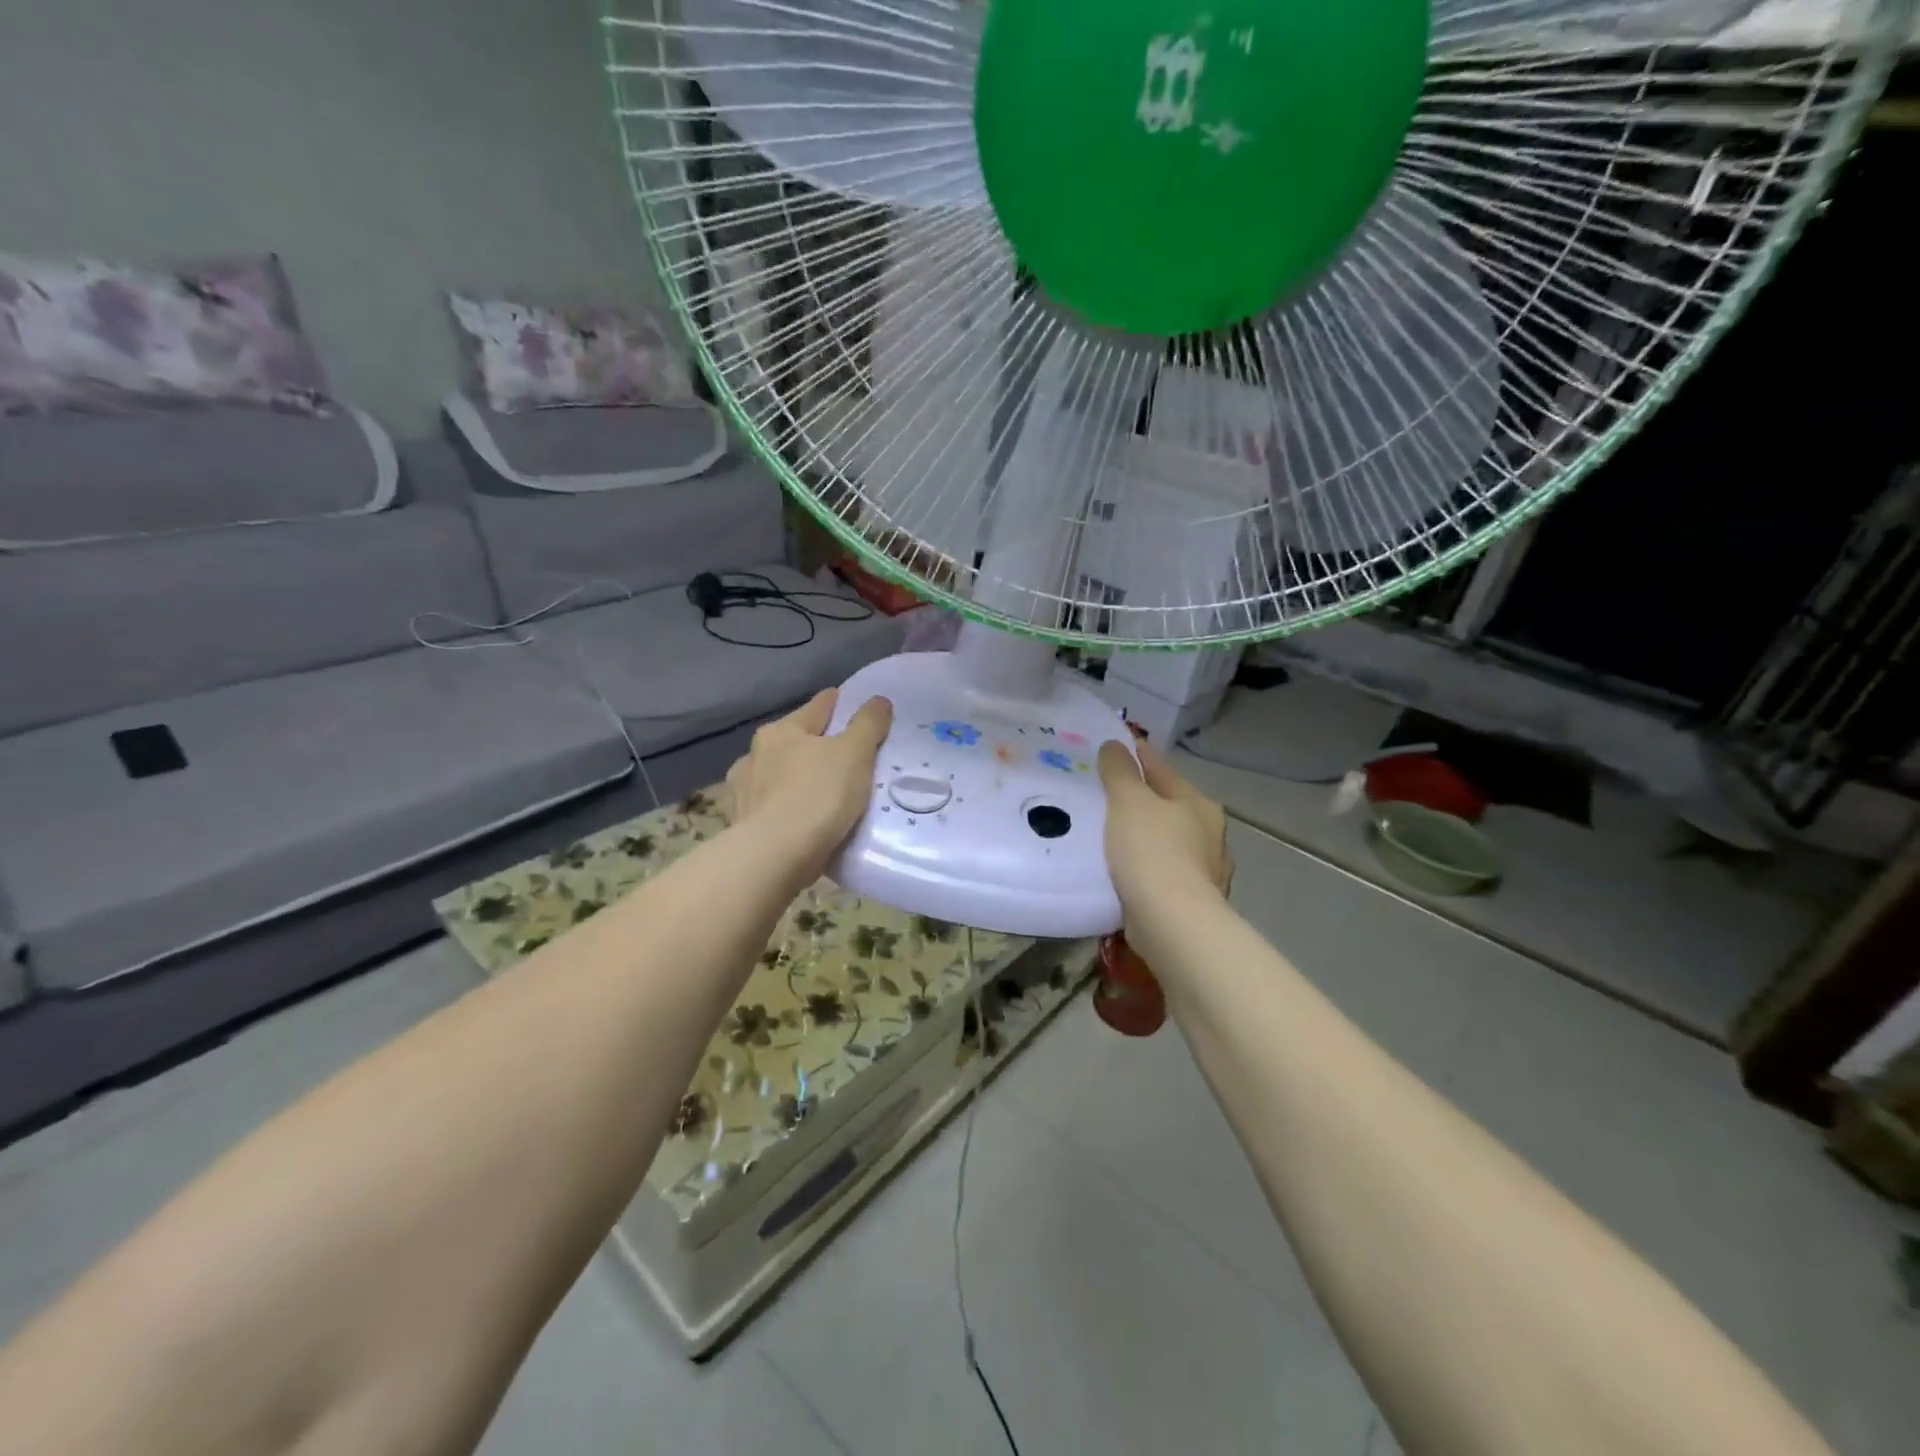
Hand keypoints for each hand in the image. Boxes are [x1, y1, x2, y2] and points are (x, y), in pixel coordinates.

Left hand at [723, 689, 893, 880]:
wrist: (773, 858)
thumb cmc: (817, 796)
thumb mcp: (855, 754)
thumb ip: (868, 724)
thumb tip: (878, 700)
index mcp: (781, 731)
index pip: (817, 707)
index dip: (838, 703)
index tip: (853, 704)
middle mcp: (754, 754)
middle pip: (794, 741)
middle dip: (815, 745)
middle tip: (844, 755)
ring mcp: (742, 791)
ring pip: (777, 775)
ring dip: (794, 778)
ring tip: (819, 792)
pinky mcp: (740, 824)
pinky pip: (769, 807)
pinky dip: (784, 808)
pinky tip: (796, 819)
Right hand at [1097, 738, 1232, 920]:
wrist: (1172, 923)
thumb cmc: (1152, 851)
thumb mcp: (1128, 801)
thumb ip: (1119, 771)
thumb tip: (1114, 745)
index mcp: (1198, 804)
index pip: (1162, 770)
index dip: (1137, 756)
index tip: (1115, 748)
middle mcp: (1209, 835)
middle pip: (1168, 807)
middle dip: (1142, 801)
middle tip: (1106, 795)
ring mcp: (1205, 871)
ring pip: (1167, 842)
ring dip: (1144, 838)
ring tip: (1110, 836)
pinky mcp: (1192, 902)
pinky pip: (1161, 874)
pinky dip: (1145, 869)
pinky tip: (1124, 873)